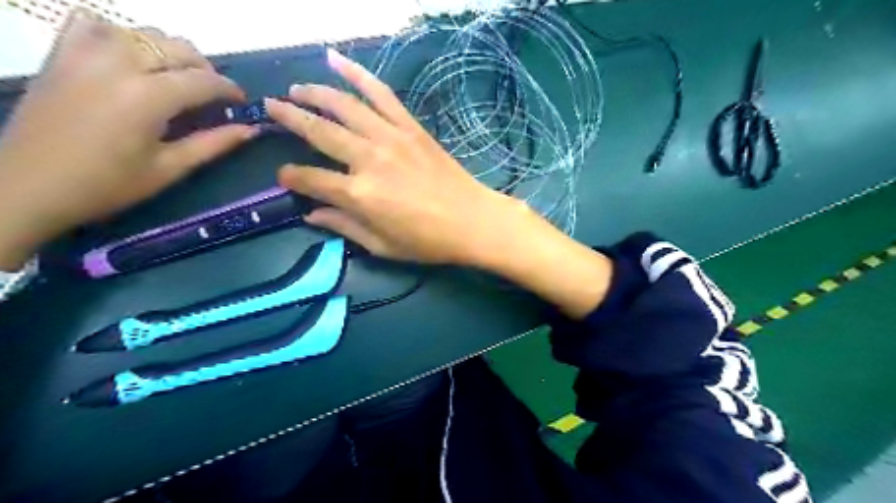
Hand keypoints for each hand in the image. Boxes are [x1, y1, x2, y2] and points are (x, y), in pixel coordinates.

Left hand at [0, 10, 255, 268]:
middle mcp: (119, 64)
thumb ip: (213, 144)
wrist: (30, 185)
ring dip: (168, 51)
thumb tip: (250, 130)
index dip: (230, 89)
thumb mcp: (169, 168)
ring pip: (142, 32)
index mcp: (148, 97)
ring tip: (176, 77)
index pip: (203, 80)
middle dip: (204, 69)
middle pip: (177, 48)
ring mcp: (85, 53)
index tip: (242, 102)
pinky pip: (94, 24)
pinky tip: (128, 58)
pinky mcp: (61, 54)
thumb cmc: (109, 184)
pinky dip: (120, 34)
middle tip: (212, 95)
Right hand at [263, 50, 526, 264]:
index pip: (311, 179)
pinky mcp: (411, 128)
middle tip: (270, 107)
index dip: (291, 177)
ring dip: (315, 92)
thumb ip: (344, 227)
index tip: (283, 176)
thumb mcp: (382, 246)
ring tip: (296, 88)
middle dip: (289, 117)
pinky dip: (358, 74)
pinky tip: (337, 61)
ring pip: (345, 105)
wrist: (473, 220)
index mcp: (359, 194)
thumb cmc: (428, 241)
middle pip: (319, 131)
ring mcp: (391, 138)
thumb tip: (311, 215)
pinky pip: (381, 94)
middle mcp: (369, 159)